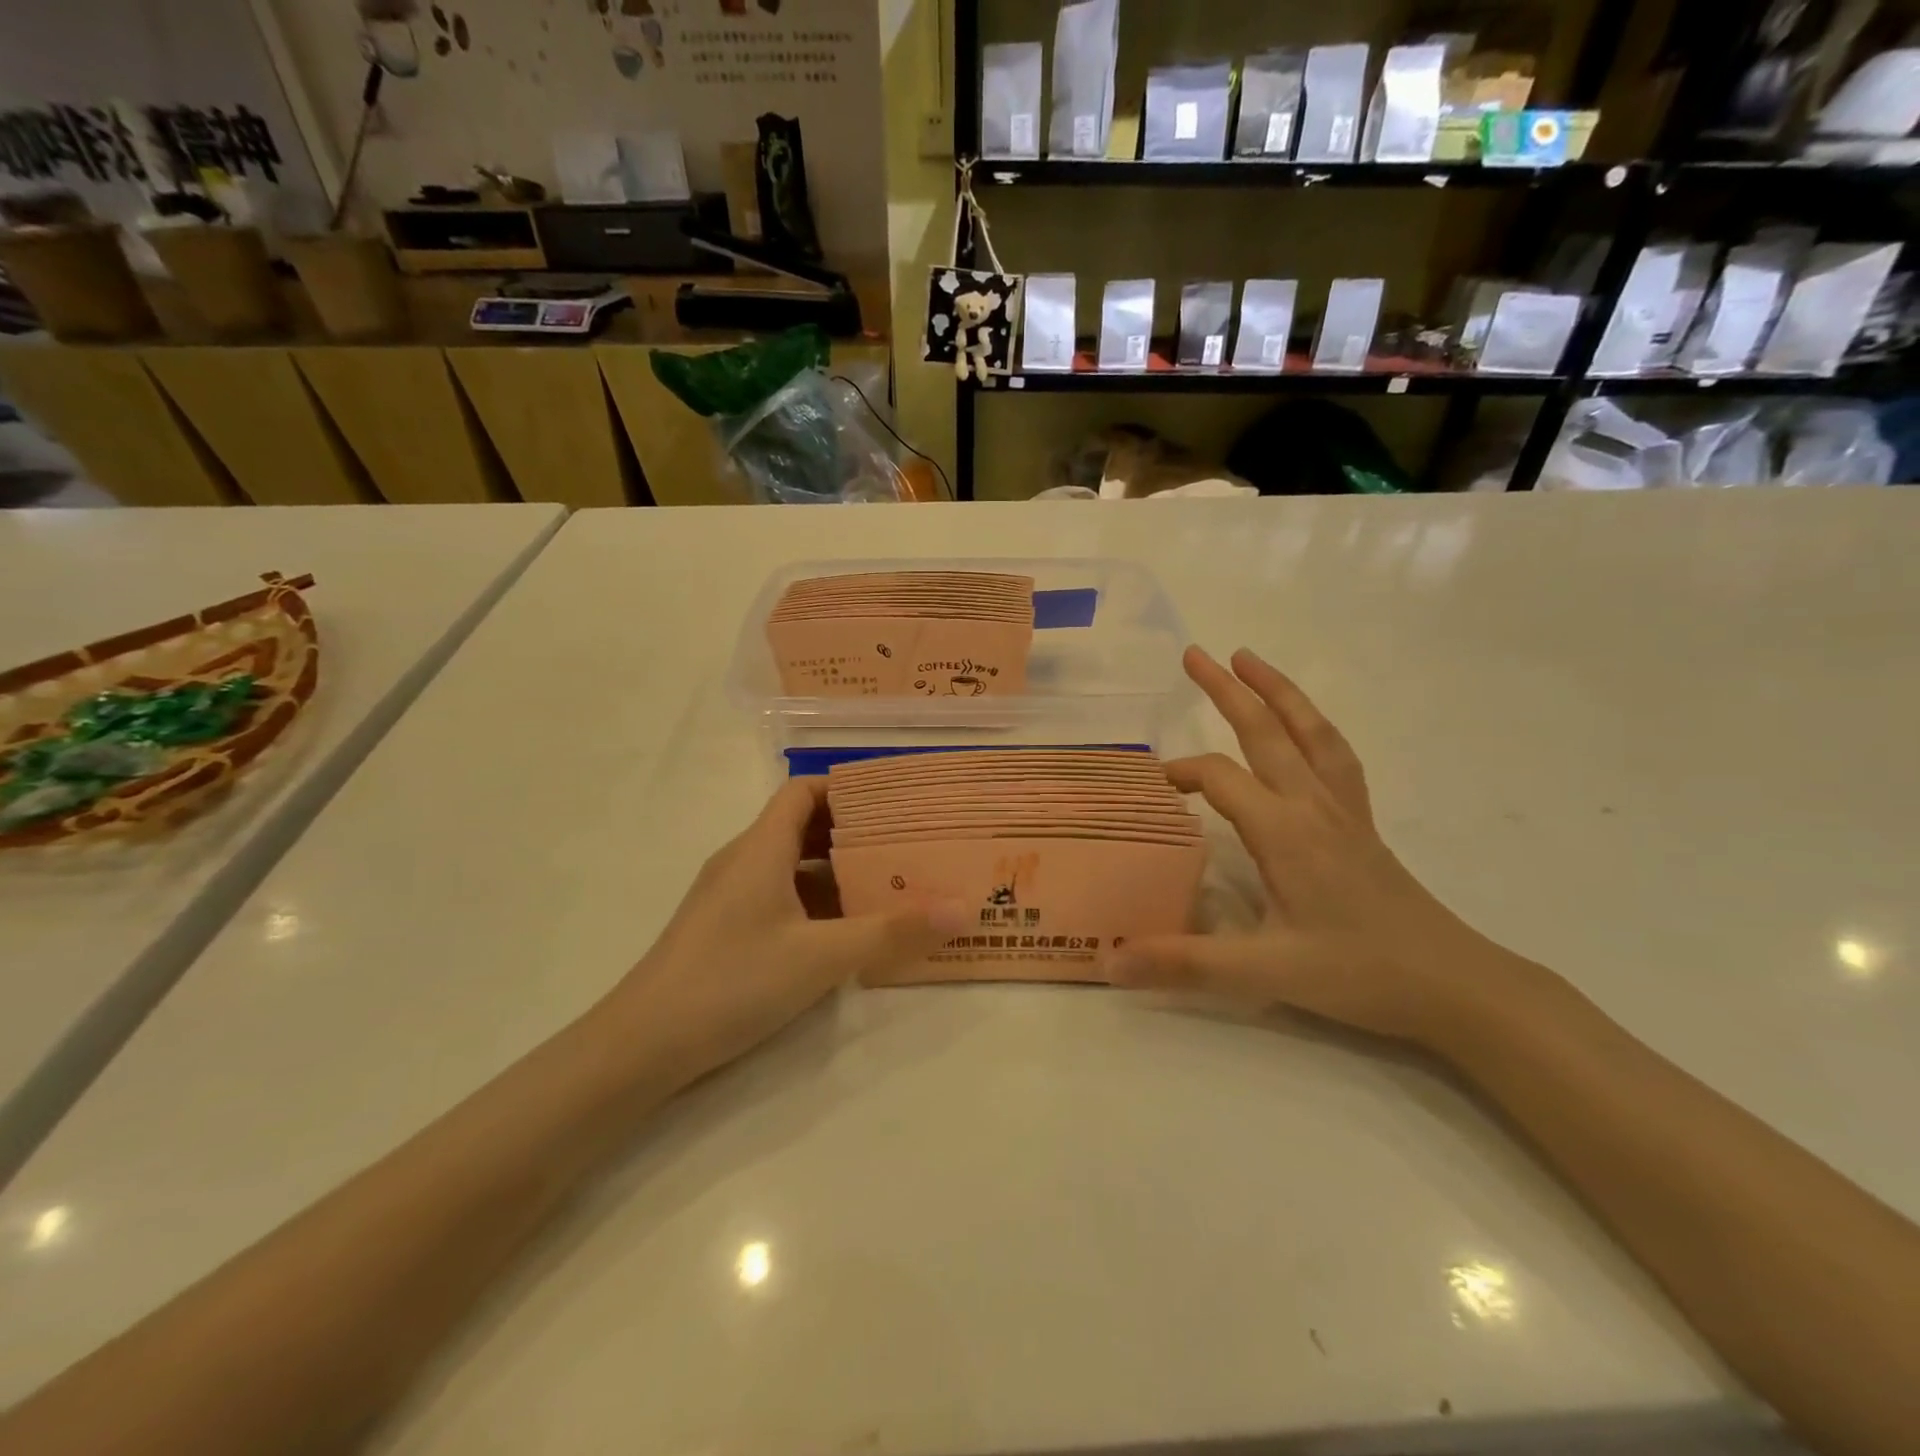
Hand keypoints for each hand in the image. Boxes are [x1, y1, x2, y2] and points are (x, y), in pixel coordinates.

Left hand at [600, 779, 969, 1086]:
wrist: (640, 1046)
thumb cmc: (732, 982)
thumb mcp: (821, 957)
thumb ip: (891, 932)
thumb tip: (963, 908)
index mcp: (760, 849)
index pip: (803, 791)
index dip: (847, 788)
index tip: (894, 803)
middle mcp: (743, 861)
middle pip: (802, 826)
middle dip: (853, 833)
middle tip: (905, 847)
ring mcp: (729, 896)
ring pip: (791, 866)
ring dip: (835, 872)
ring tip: (886, 888)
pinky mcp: (724, 928)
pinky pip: (778, 897)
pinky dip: (814, 903)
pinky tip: (843, 932)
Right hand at [1105, 647, 1530, 1046]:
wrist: (1453, 985)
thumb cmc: (1356, 974)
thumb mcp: (1264, 973)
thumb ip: (1184, 963)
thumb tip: (1110, 962)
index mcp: (1283, 831)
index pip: (1220, 778)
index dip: (1182, 773)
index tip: (1154, 786)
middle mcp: (1312, 806)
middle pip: (1266, 731)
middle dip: (1228, 690)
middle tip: (1194, 653)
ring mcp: (1343, 810)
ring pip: (1309, 732)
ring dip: (1278, 691)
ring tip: (1249, 659)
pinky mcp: (1361, 823)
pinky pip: (1335, 756)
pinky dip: (1313, 726)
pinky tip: (1304, 725)